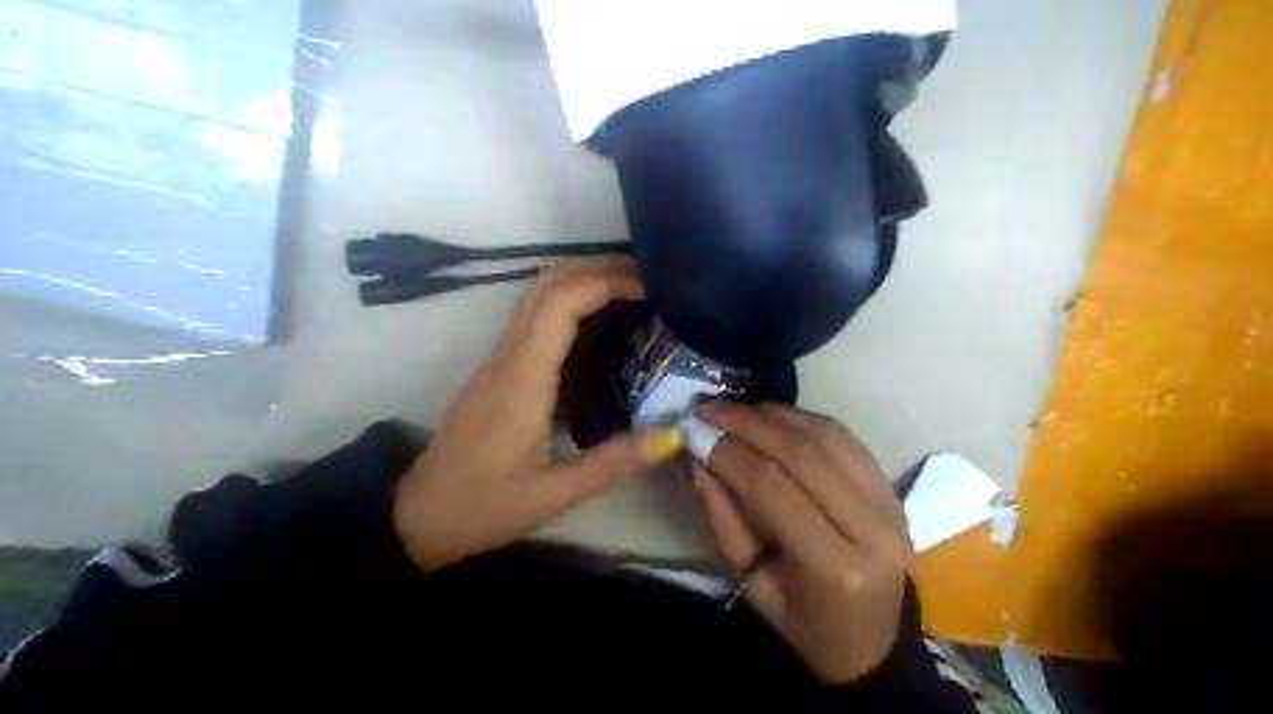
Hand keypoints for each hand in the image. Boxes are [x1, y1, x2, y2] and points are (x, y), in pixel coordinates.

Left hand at [397, 259, 685, 572]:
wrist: (419, 516)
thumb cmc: (483, 506)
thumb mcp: (554, 494)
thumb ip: (614, 462)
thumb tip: (674, 436)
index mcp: (524, 377)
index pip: (562, 302)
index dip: (608, 281)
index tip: (652, 286)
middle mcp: (508, 356)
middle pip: (548, 283)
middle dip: (600, 269)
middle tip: (651, 282)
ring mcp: (499, 360)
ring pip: (538, 295)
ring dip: (584, 281)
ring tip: (634, 296)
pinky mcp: (499, 370)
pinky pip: (535, 318)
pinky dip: (571, 304)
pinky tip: (601, 328)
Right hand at [692, 399, 910, 682]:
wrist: (872, 638)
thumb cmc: (804, 621)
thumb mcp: (750, 582)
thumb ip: (722, 518)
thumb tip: (698, 459)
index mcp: (834, 566)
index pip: (771, 487)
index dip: (728, 452)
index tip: (693, 432)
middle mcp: (870, 527)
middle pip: (801, 453)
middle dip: (746, 423)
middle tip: (708, 407)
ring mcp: (889, 503)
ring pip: (825, 436)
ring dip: (774, 414)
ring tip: (735, 409)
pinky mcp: (891, 488)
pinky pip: (844, 437)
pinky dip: (803, 419)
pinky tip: (773, 416)